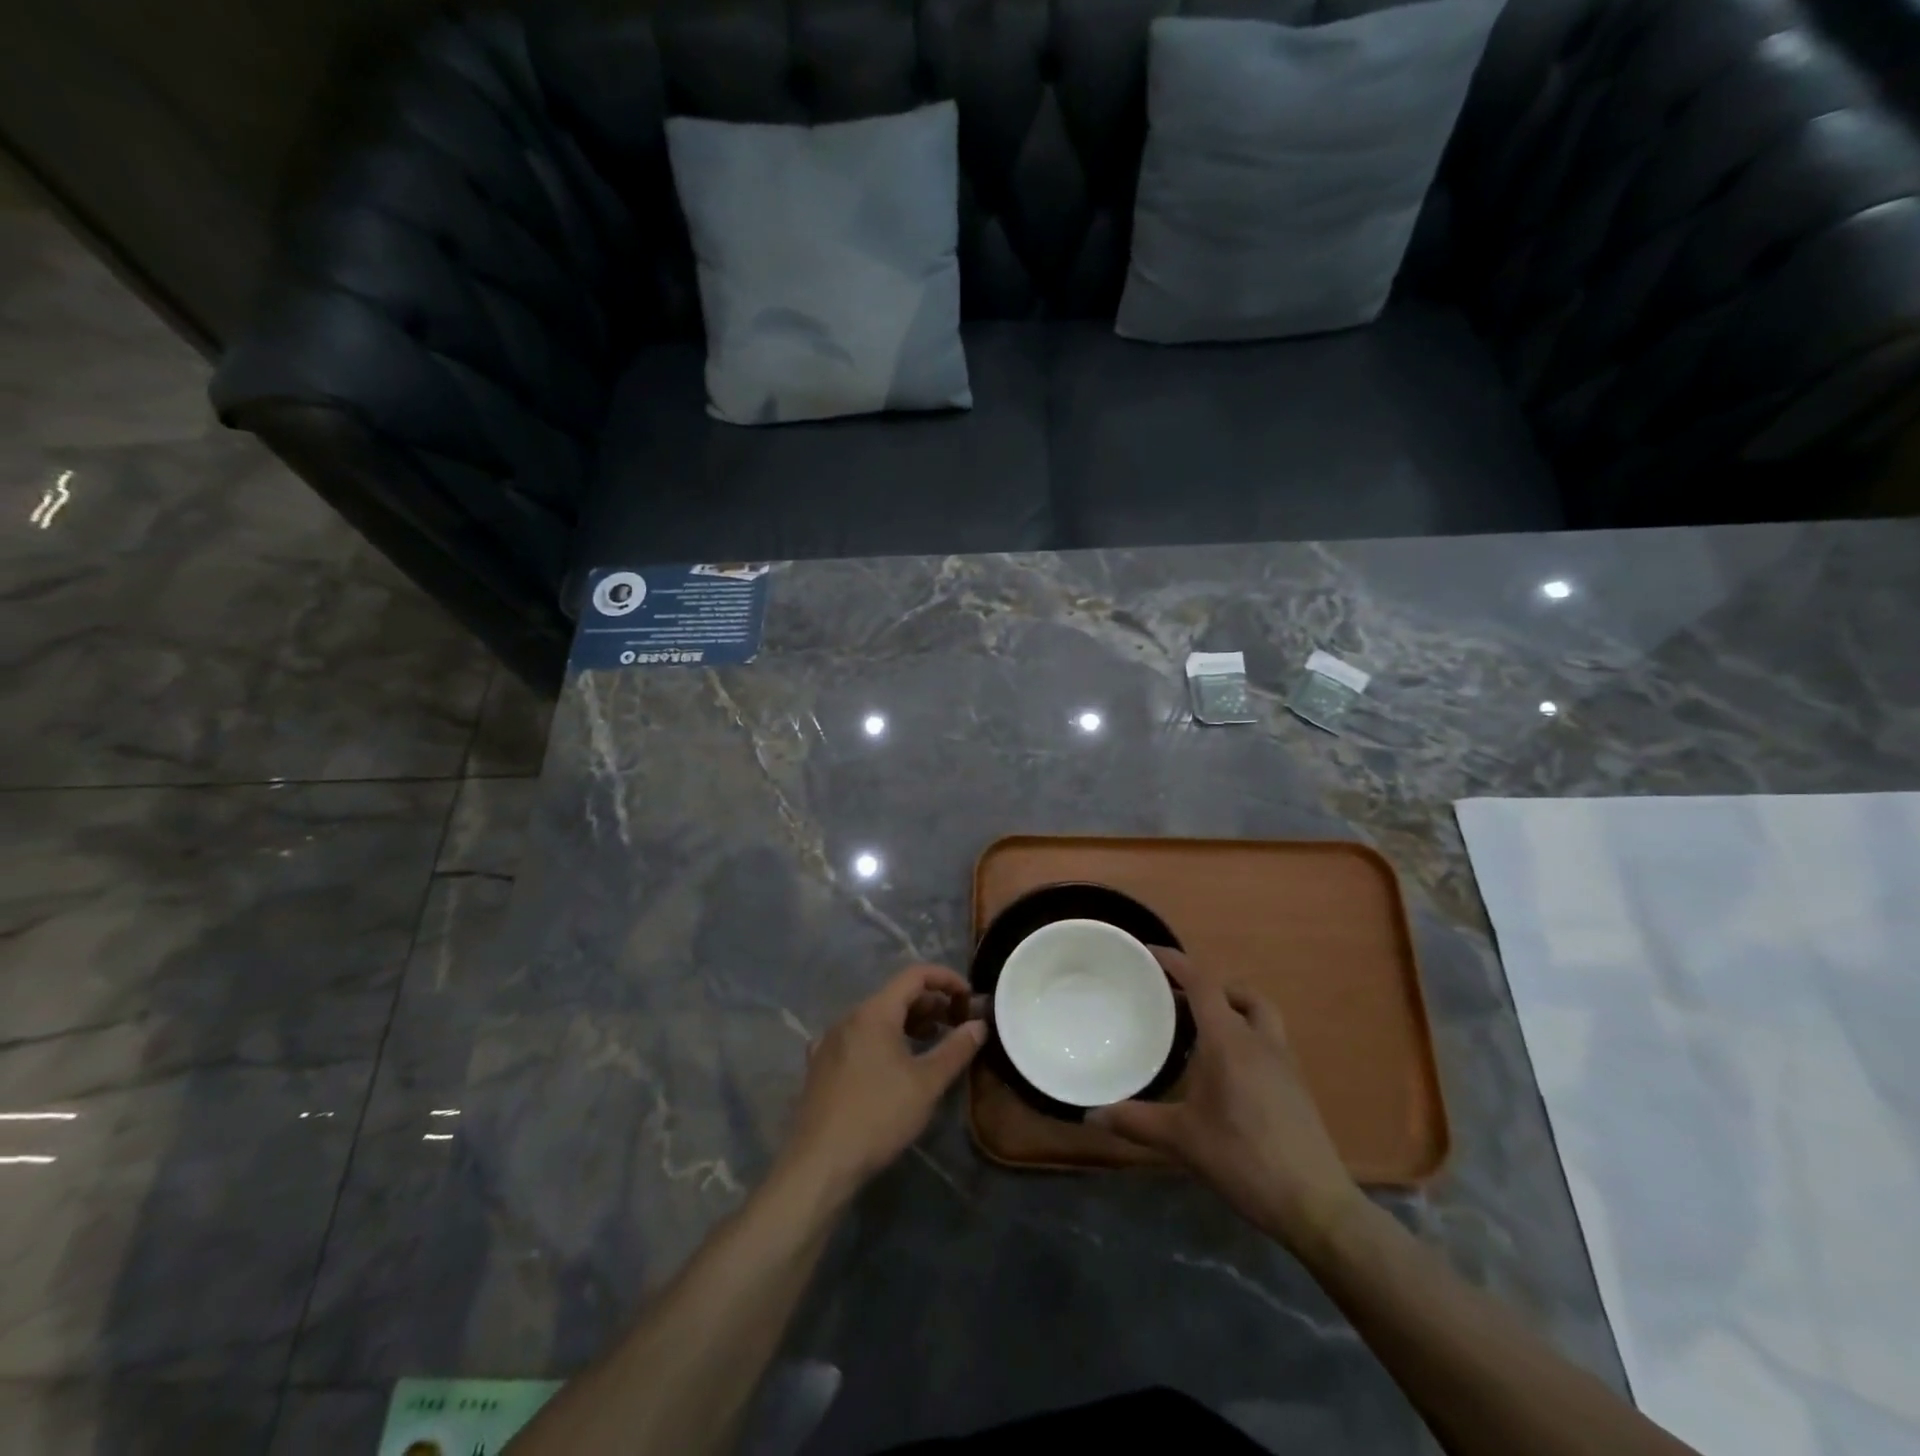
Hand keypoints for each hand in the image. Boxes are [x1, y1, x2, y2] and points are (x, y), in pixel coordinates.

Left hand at [780, 964, 985, 1199]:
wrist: (819, 1163)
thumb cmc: (878, 1116)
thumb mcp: (927, 1083)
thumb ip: (956, 1049)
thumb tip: (979, 1024)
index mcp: (874, 1012)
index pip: (915, 975)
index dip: (946, 979)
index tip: (969, 997)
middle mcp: (849, 1017)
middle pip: (895, 995)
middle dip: (930, 1004)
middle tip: (956, 1024)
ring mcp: (830, 1040)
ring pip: (876, 1018)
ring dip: (908, 1023)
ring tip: (931, 1043)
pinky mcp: (820, 1065)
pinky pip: (858, 1038)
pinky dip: (882, 1040)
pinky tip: (891, 1065)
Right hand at [1089, 949, 1363, 1252]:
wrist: (1315, 1204)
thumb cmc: (1243, 1159)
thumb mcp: (1182, 1140)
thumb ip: (1135, 1121)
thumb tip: (1090, 1116)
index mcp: (1229, 1041)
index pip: (1202, 983)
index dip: (1176, 962)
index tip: (1149, 953)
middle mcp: (1259, 1040)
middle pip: (1236, 992)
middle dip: (1206, 986)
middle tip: (1173, 1000)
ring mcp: (1284, 1063)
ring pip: (1259, 1014)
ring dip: (1232, 1007)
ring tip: (1201, 1030)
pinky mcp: (1296, 1086)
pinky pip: (1268, 1040)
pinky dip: (1245, 1035)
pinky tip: (1227, 1070)